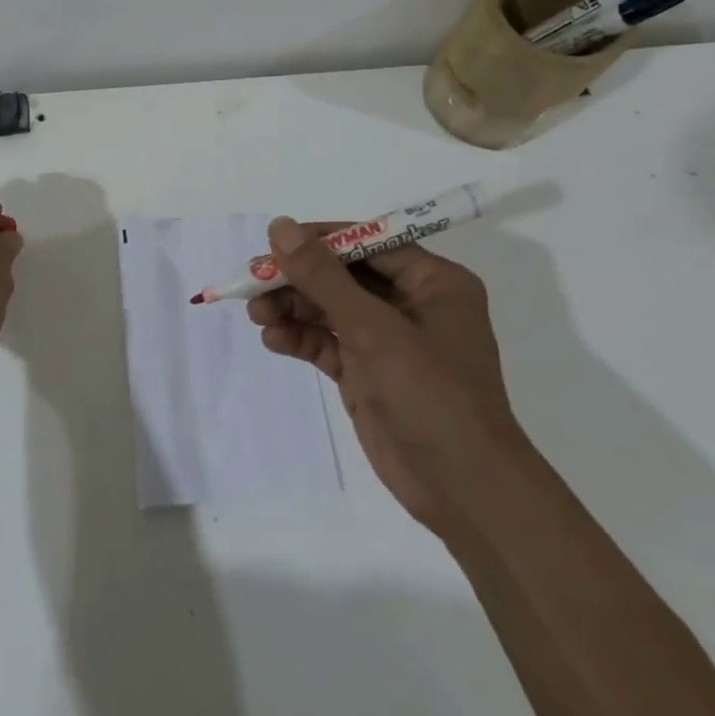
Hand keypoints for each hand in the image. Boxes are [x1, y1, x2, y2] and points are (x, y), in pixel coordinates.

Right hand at [248, 217, 524, 529]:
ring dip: (293, 309)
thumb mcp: (373, 328)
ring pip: (330, 310)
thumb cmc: (430, 394)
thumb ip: (323, 277)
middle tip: (253, 282)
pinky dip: (301, 339)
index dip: (320, 240)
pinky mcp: (368, 374)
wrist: (462, 489)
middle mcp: (412, 305)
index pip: (369, 244)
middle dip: (298, 279)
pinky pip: (328, 344)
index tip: (274, 242)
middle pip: (343, 277)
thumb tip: (280, 225)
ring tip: (256, 315)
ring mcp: (389, 342)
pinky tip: (273, 340)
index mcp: (433, 282)